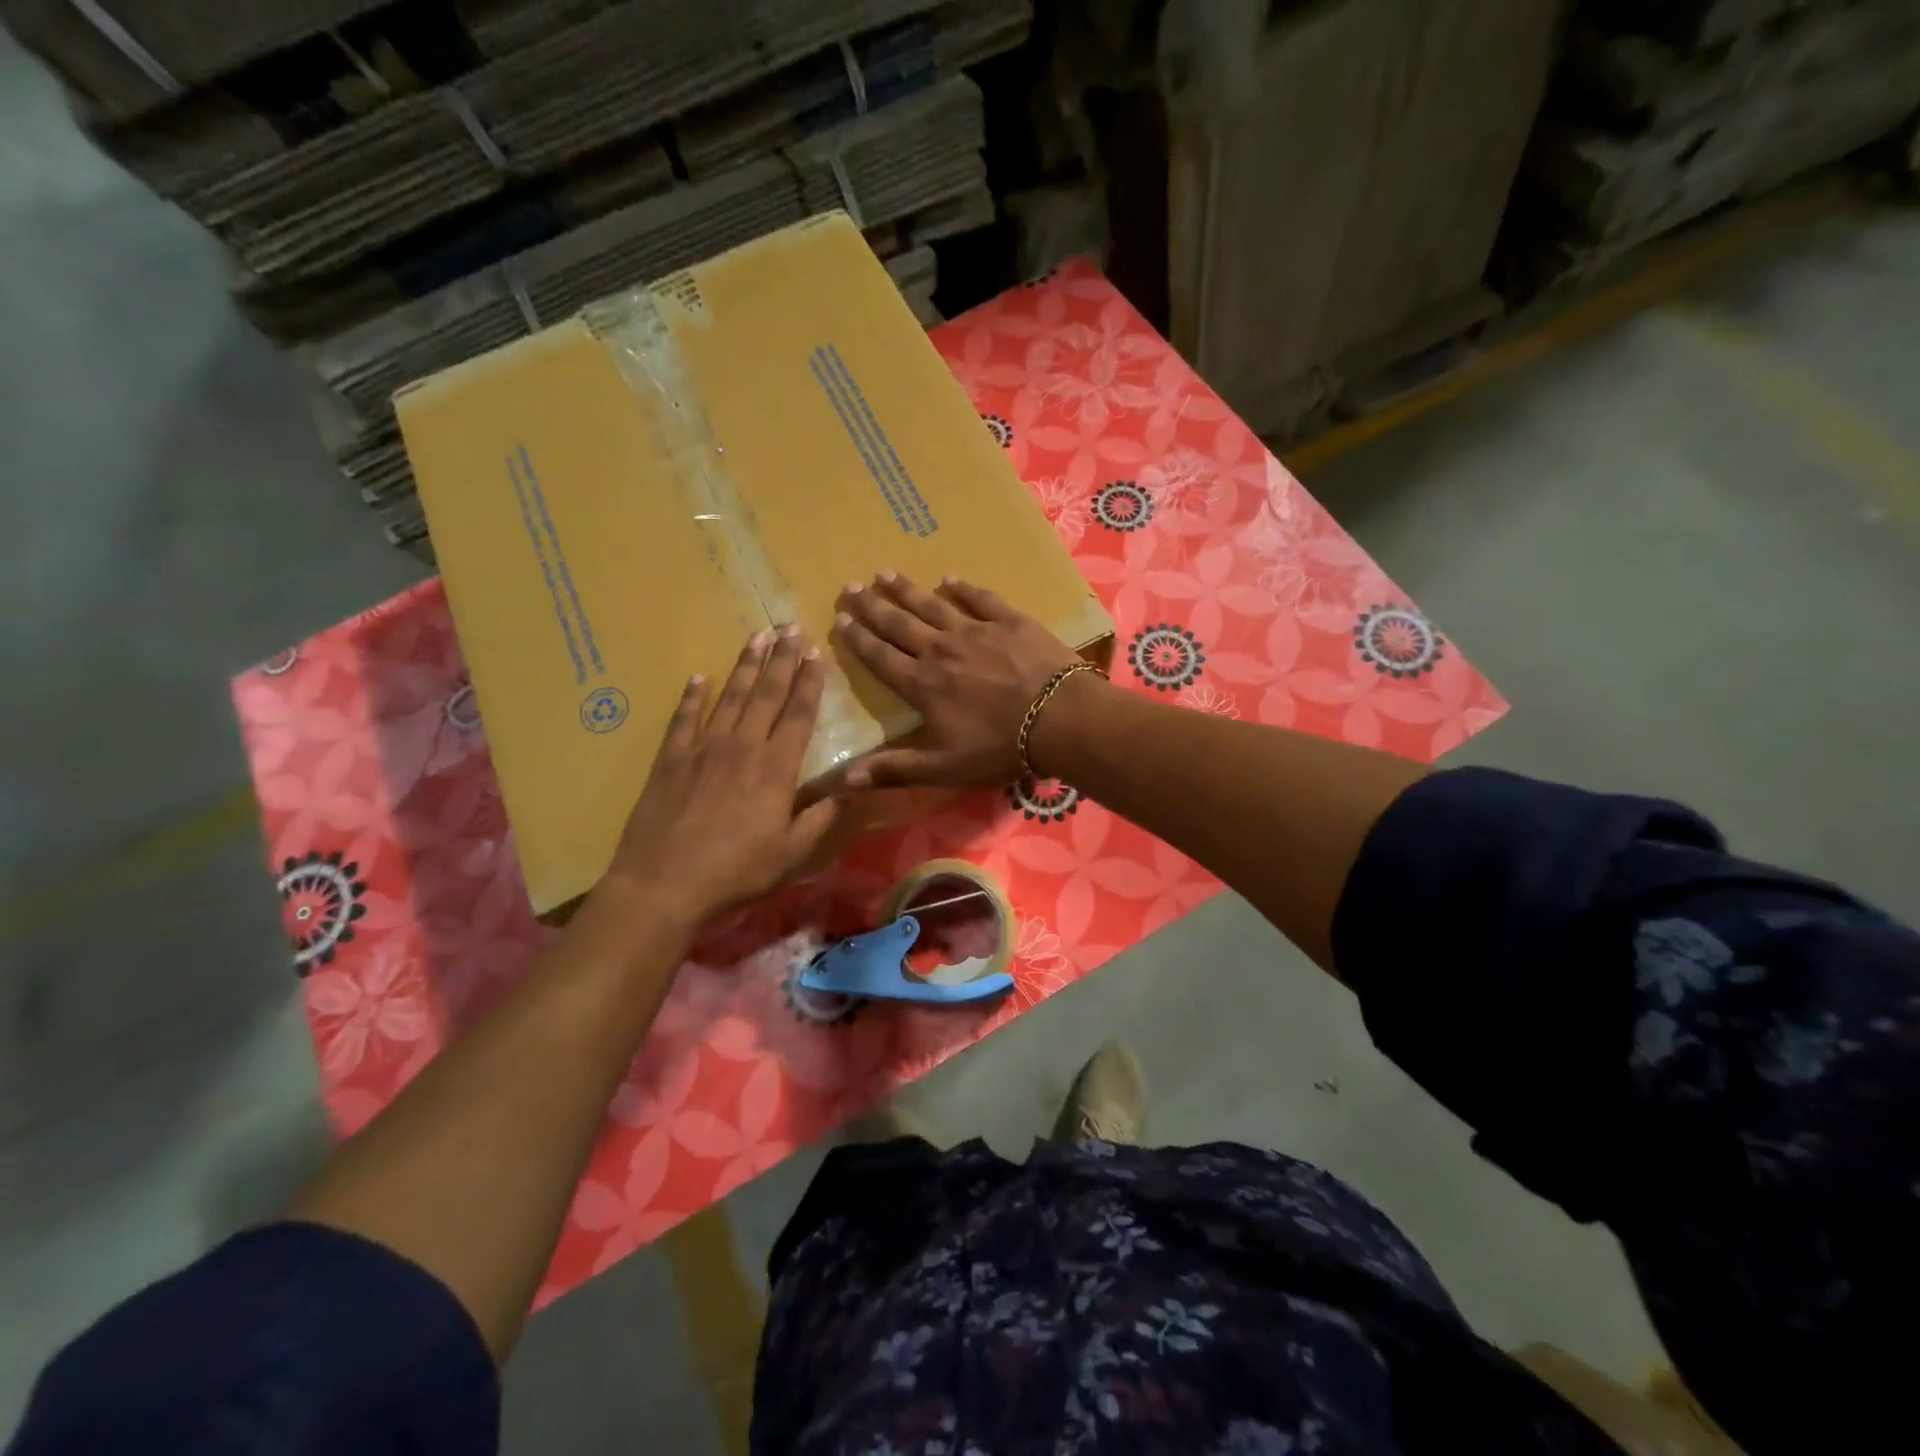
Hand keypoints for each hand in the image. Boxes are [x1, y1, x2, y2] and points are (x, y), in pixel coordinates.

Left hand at [603, 628, 839, 923]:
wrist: (664, 883)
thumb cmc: (736, 871)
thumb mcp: (791, 853)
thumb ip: (821, 818)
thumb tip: (849, 791)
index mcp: (775, 768)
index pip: (798, 714)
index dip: (809, 682)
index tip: (816, 653)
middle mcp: (742, 746)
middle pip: (766, 694)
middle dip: (781, 659)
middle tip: (790, 627)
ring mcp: (702, 748)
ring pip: (730, 696)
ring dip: (745, 665)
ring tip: (757, 636)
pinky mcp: (670, 759)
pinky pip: (683, 718)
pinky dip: (692, 695)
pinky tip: (699, 676)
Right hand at [829, 572, 1086, 787]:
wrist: (1060, 718)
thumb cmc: (1000, 748)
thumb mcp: (944, 768)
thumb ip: (895, 769)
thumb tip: (844, 779)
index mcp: (922, 684)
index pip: (880, 657)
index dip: (858, 639)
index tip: (840, 620)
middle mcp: (941, 650)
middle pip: (899, 624)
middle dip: (872, 606)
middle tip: (851, 586)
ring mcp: (975, 630)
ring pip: (932, 604)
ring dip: (906, 589)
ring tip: (885, 573)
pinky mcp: (1008, 620)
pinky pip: (979, 598)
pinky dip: (962, 587)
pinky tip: (949, 577)